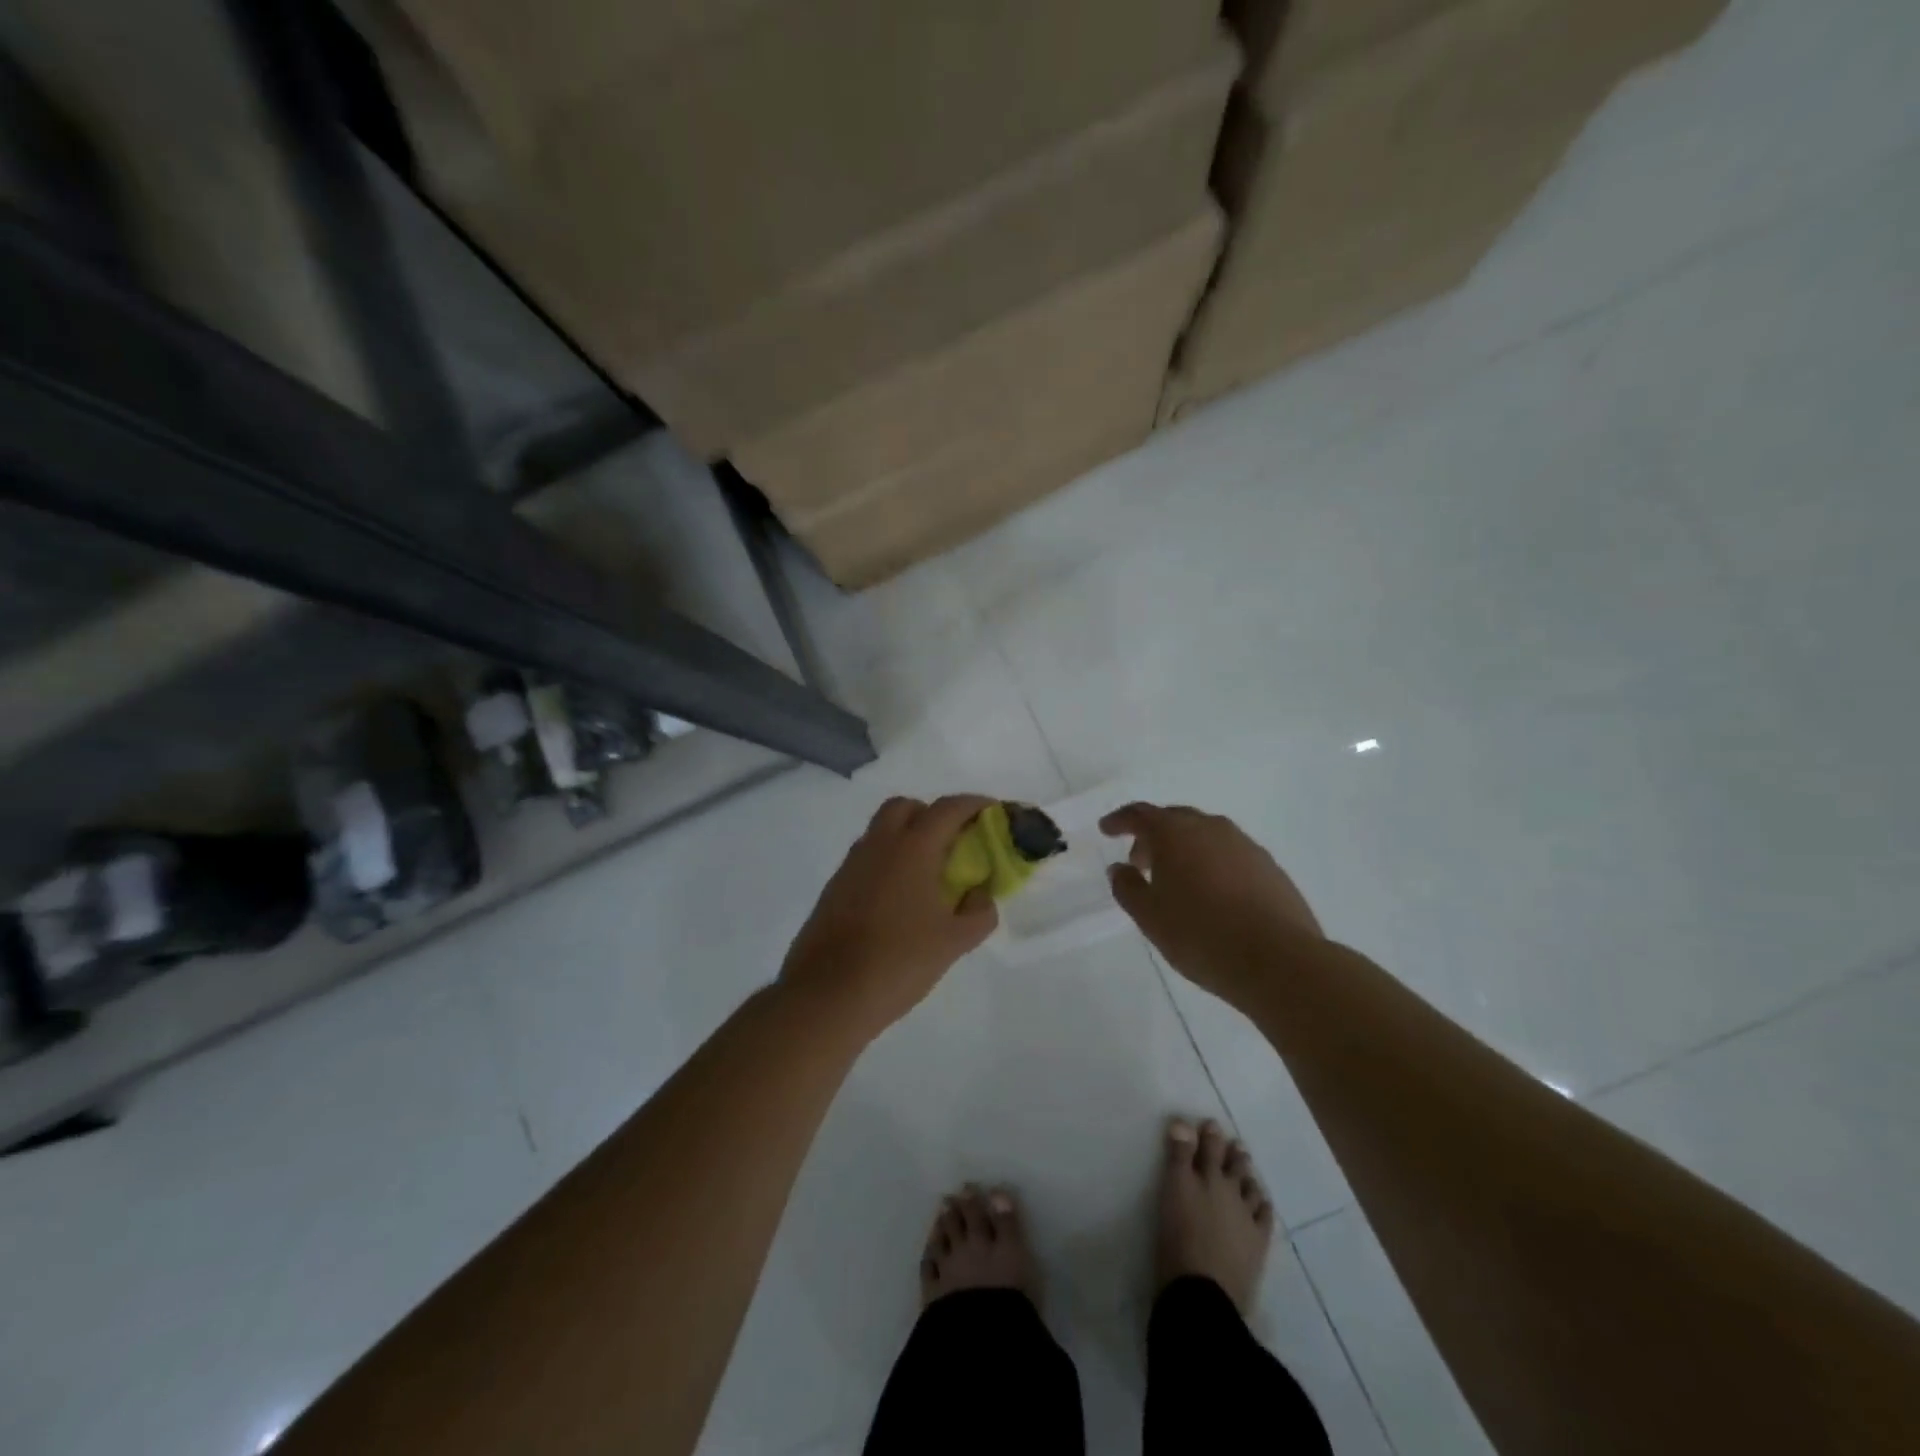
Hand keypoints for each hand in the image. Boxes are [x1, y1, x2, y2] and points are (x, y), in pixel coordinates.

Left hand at [780, 794, 999, 1040]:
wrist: (827, 995)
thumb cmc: (898, 961)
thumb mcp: (954, 942)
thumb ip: (979, 913)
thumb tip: (981, 895)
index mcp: (912, 848)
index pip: (948, 808)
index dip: (974, 804)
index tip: (993, 812)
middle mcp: (878, 845)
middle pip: (906, 807)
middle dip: (933, 815)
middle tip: (954, 843)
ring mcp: (851, 865)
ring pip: (882, 831)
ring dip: (907, 837)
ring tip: (928, 874)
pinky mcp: (834, 888)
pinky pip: (867, 859)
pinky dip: (887, 862)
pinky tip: (899, 900)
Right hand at [1101, 803, 1322, 1002]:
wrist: (1278, 960)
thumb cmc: (1201, 935)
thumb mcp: (1149, 917)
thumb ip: (1128, 888)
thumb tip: (1120, 868)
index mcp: (1175, 834)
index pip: (1140, 814)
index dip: (1119, 820)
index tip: (1106, 829)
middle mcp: (1211, 828)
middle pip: (1174, 819)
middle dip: (1153, 835)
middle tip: (1139, 861)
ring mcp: (1245, 845)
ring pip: (1205, 835)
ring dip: (1184, 848)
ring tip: (1176, 880)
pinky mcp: (1269, 866)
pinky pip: (1229, 854)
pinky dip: (1211, 863)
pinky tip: (1212, 894)